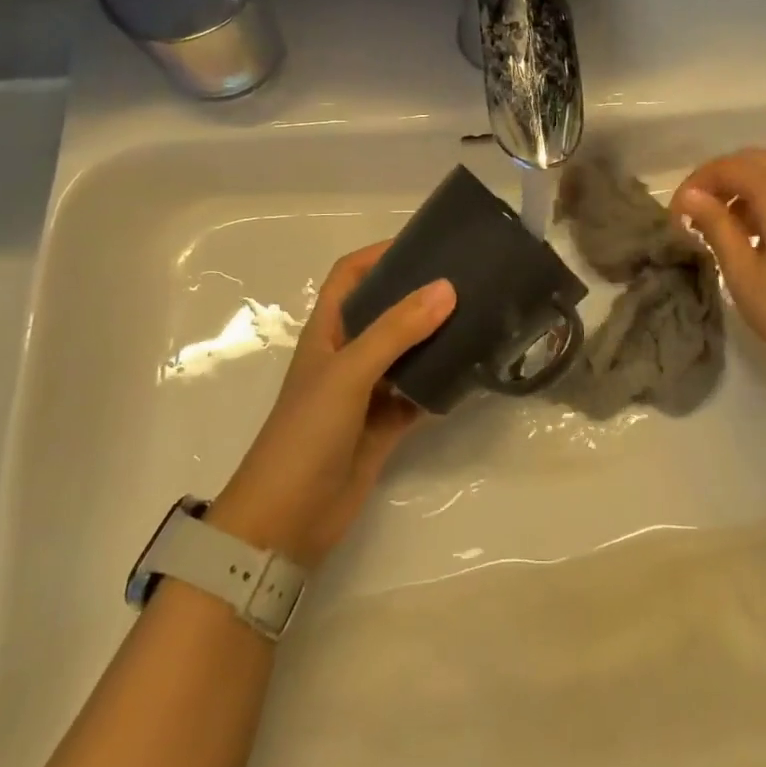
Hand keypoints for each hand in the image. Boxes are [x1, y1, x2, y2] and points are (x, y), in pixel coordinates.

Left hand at [209, 243, 452, 566]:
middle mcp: (347, 354)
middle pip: (385, 310)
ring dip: (435, 337)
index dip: (380, 254)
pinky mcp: (384, 425)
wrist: (286, 523)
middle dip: (419, 293)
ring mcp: (367, 391)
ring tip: (479, 316)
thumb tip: (447, 287)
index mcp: (328, 331)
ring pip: (407, 352)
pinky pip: (418, 393)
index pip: (351, 275)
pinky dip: (441, 383)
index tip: (425, 243)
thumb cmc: (306, 433)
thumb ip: (396, 330)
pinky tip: (471, 372)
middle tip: (467, 278)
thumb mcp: (349, 372)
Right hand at [670, 149, 765, 408]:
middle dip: (724, 181)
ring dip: (752, 194)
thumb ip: (715, 225)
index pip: (729, 167)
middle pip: (759, 163)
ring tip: (732, 234)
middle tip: (700, 215)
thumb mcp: (743, 272)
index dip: (696, 184)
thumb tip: (691, 196)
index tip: (677, 215)